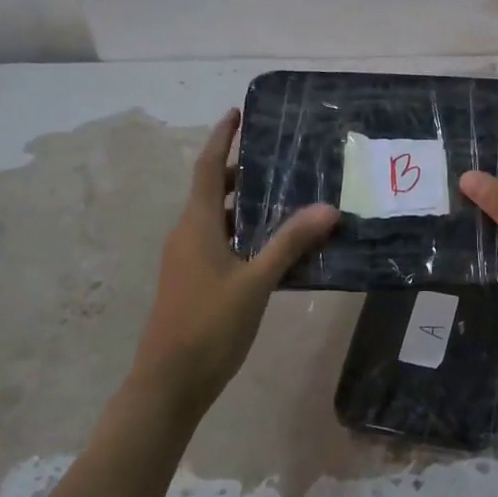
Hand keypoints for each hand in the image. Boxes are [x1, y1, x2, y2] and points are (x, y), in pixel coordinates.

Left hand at [132, 108, 337, 421]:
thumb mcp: (256, 282)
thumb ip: (290, 243)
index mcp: (196, 226)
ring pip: (218, 219)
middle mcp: (187, 235)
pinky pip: (221, 243)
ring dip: (247, 204)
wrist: (169, 383)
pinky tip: (276, 246)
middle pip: (213, 191)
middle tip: (281, 159)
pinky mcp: (195, 282)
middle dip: (242, 172)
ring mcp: (188, 260)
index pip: (208, 169)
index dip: (221, 138)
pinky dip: (245, 233)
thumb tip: (328, 208)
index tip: (237, 113)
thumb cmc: (209, 326)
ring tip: (287, 197)